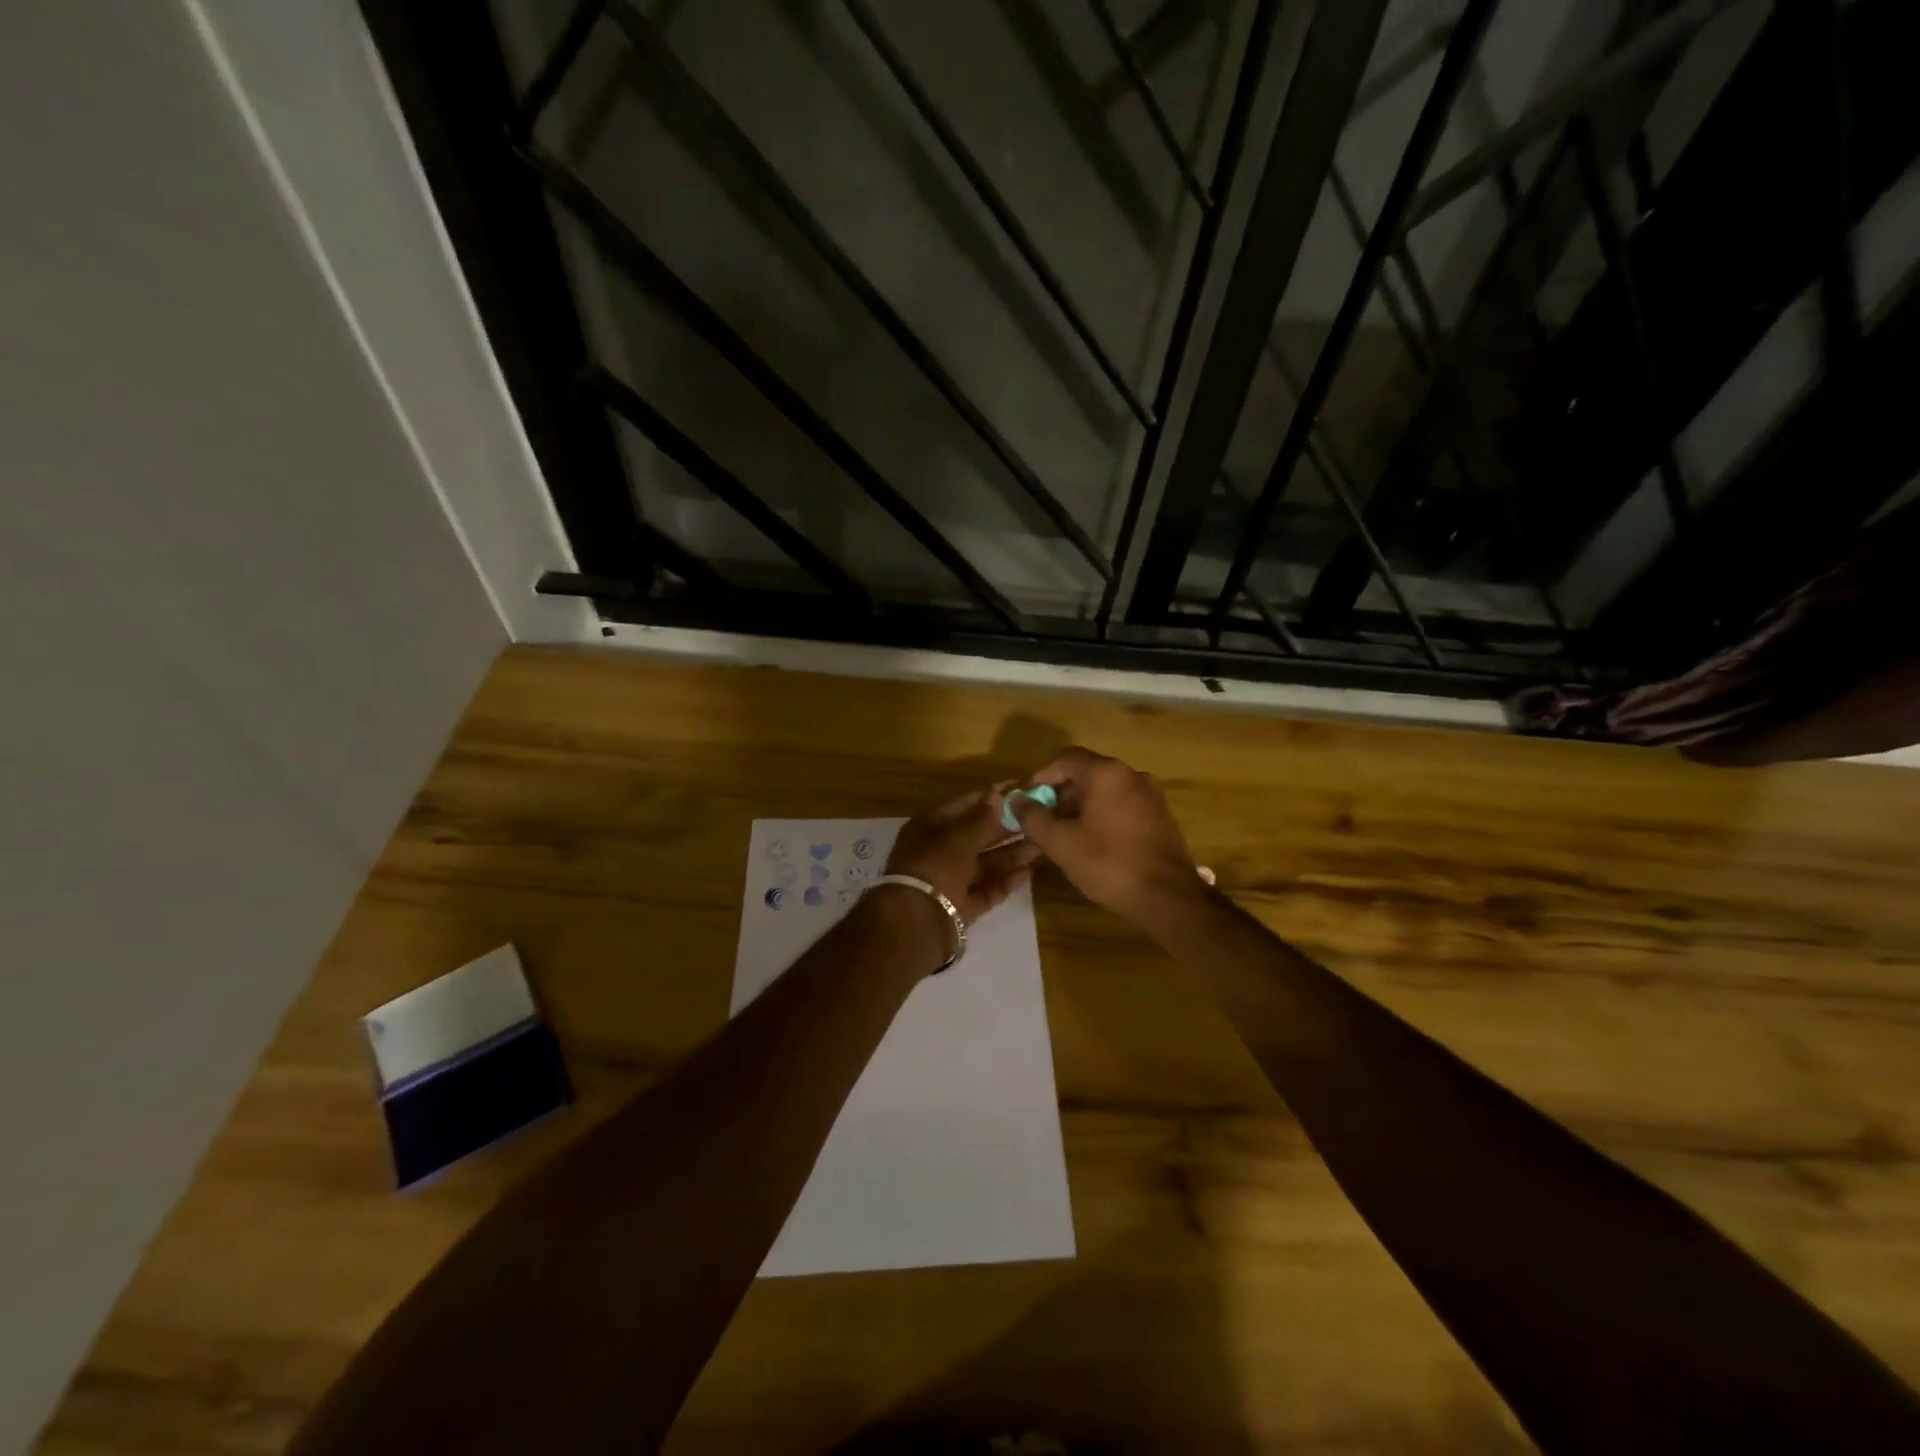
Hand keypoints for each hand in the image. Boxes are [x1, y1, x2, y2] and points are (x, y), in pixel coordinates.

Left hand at [885, 786, 1041, 923]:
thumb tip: (997, 795)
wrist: (916, 923)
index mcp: (930, 827)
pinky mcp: (962, 906)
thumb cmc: (935, 867)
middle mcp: (939, 851)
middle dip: (1006, 828)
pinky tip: (1029, 873)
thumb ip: (982, 819)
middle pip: (977, 835)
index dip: (991, 796)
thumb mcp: (958, 838)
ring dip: (1011, 854)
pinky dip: (1006, 882)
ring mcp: (950, 880)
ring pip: (985, 863)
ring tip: (1041, 845)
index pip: (964, 805)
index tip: (1020, 789)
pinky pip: (987, 889)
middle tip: (1038, 819)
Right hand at [1011, 747, 1205, 920]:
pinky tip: (1092, 841)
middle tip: (1041, 819)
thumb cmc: (1108, 864)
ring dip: (1081, 806)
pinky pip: (1123, 805)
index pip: (1066, 758)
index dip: (1042, 776)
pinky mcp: (1161, 816)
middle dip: (1060, 793)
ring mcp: (1151, 795)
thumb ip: (1033, 817)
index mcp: (1107, 773)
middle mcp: (1132, 775)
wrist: (1167, 897)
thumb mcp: (1061, 842)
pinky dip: (1103, 815)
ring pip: (1106, 791)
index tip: (1027, 798)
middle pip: (1087, 773)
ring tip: (1063, 833)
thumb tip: (1015, 800)